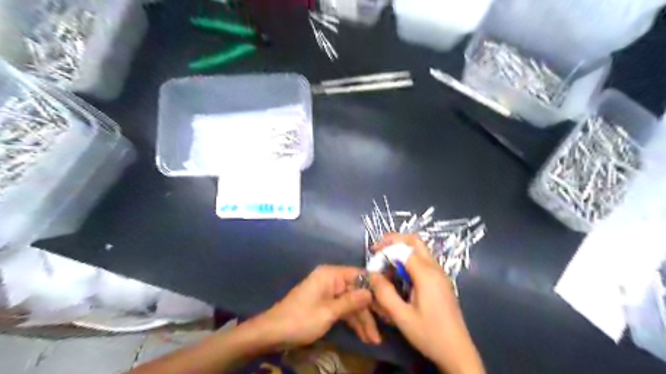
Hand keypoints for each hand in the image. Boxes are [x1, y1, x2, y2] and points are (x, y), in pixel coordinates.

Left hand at [256, 265, 379, 346]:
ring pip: (351, 303)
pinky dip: (352, 322)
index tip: (390, 301)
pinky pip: (343, 310)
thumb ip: (351, 302)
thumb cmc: (300, 319)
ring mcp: (328, 292)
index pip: (359, 275)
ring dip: (362, 320)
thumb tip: (371, 292)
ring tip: (374, 339)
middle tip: (384, 326)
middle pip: (356, 291)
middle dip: (369, 310)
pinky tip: (363, 336)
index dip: (375, 287)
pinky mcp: (325, 304)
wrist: (272, 333)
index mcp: (331, 275)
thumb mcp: (328, 312)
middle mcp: (331, 280)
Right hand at [369, 234, 484, 373]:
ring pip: (419, 250)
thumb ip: (384, 293)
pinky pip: (423, 261)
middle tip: (378, 249)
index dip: (385, 249)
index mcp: (426, 274)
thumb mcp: (401, 317)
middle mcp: (435, 268)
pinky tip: (399, 276)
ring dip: (401, 251)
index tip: (371, 258)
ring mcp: (440, 274)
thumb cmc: (429, 334)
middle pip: (415, 241)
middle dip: (394, 240)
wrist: (457, 352)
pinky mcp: (441, 281)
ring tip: (386, 264)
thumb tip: (372, 274)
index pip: (403, 248)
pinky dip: (408, 260)